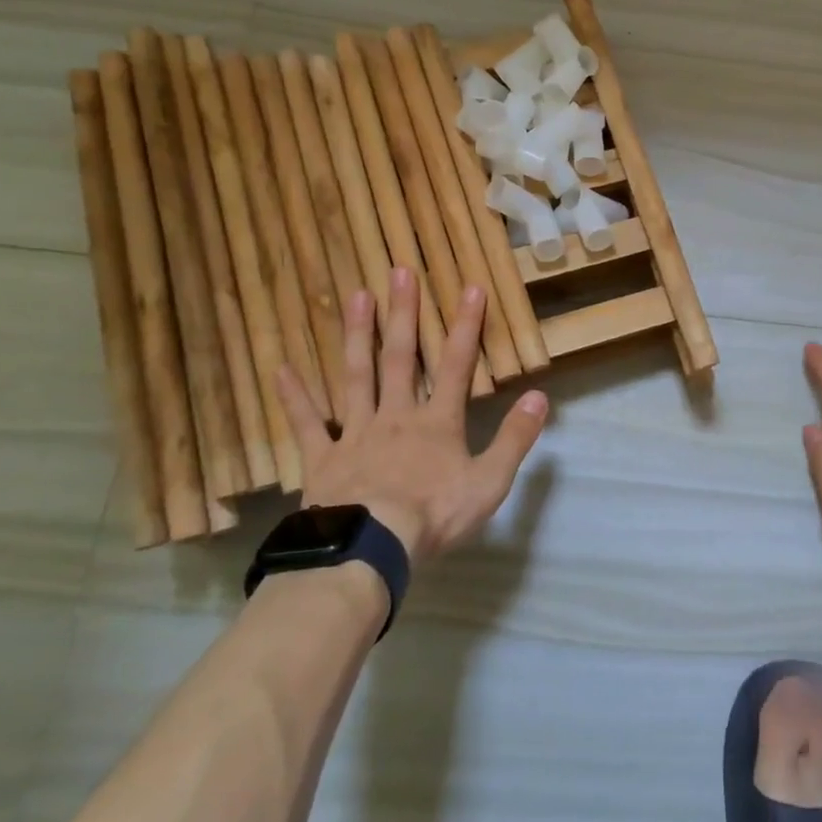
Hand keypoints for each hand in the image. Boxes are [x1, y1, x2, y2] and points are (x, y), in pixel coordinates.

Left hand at [277, 268, 547, 564]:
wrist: (370, 549)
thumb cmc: (433, 515)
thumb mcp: (489, 482)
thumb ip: (514, 438)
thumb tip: (539, 397)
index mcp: (436, 422)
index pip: (456, 365)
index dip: (466, 326)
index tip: (470, 288)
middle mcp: (395, 416)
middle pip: (401, 358)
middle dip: (403, 314)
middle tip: (398, 272)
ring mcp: (355, 433)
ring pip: (356, 376)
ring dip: (358, 335)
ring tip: (356, 296)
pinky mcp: (323, 458)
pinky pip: (307, 424)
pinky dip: (295, 398)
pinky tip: (281, 370)